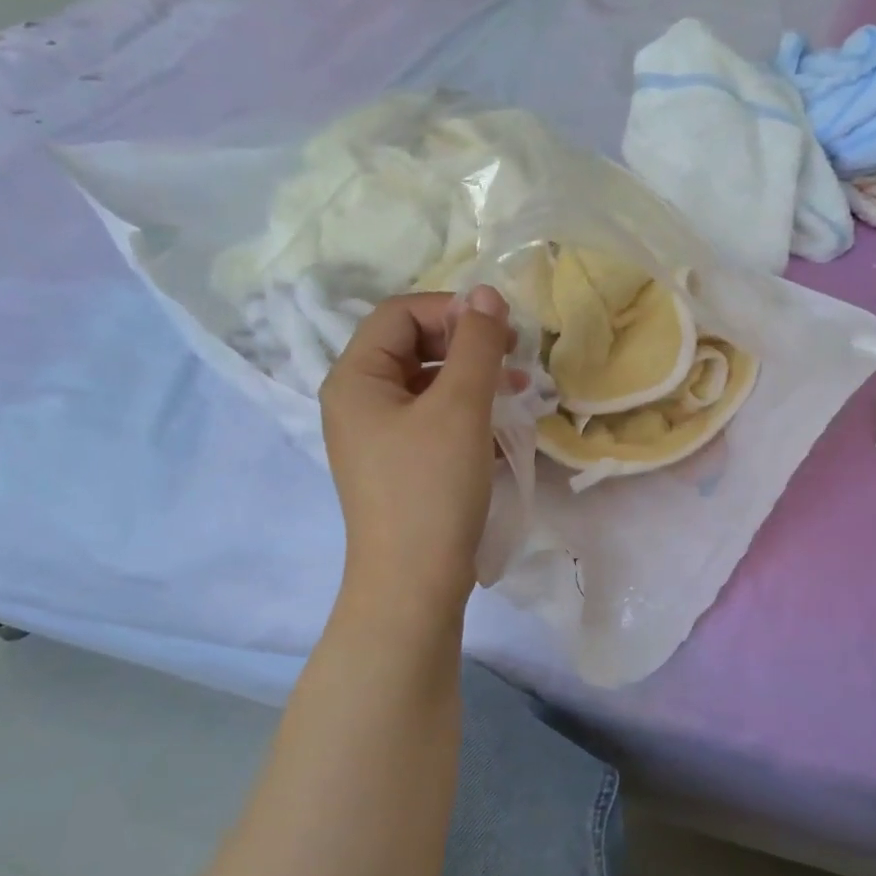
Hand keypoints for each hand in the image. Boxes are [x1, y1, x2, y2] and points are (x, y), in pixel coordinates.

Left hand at [320, 288, 513, 620]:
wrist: (413, 583)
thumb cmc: (432, 487)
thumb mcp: (460, 407)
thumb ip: (475, 344)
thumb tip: (485, 292)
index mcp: (356, 378)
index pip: (400, 314)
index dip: (451, 310)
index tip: (501, 328)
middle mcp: (357, 402)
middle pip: (412, 348)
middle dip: (466, 346)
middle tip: (514, 357)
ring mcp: (375, 438)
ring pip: (427, 387)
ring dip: (473, 381)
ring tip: (520, 392)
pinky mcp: (397, 467)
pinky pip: (431, 423)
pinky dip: (465, 417)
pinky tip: (501, 432)